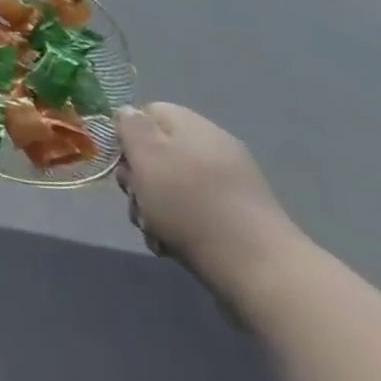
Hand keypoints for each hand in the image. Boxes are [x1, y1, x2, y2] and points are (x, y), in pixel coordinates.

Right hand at [115, 103, 302, 312]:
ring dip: (155, 206)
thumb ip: (130, 127)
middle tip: (136, 200)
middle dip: (140, 177)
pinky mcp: (239, 216)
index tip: (122, 163)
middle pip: (158, 151)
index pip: (148, 112)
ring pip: (173, 184)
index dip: (128, 134)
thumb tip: (129, 113)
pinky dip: (179, 224)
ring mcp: (230, 183)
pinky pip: (195, 210)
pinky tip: (173, 245)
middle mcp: (213, 147)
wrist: (258, 268)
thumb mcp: (146, 157)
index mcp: (192, 125)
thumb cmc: (190, 204)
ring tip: (154, 230)